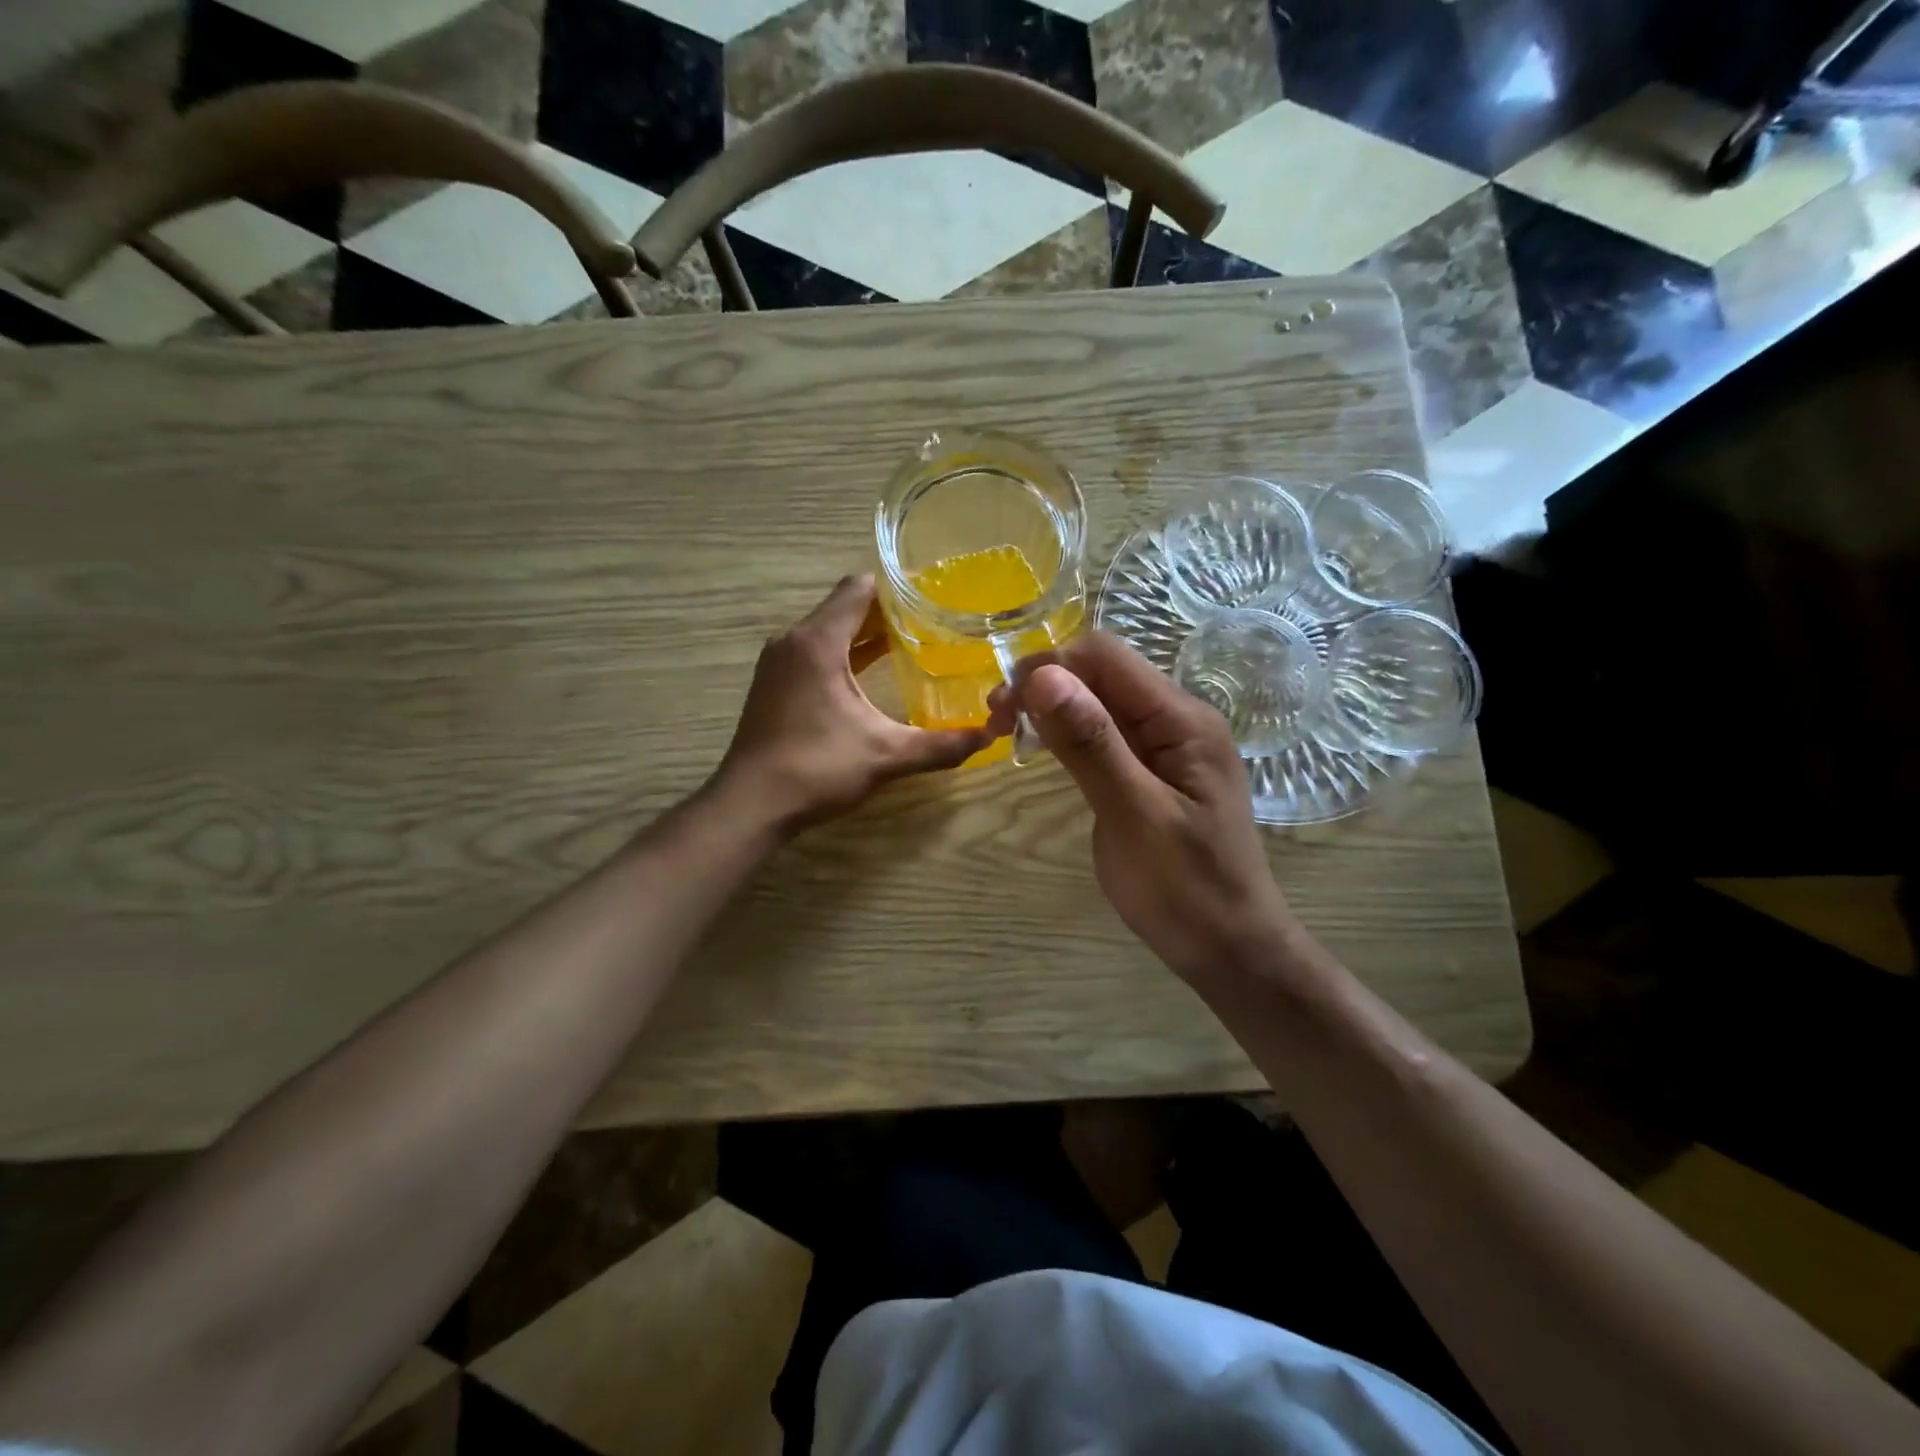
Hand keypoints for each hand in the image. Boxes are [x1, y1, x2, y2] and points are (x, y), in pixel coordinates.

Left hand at [714, 576, 1001, 833]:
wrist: (750, 805)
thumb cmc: (816, 769)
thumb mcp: (886, 756)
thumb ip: (940, 745)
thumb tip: (989, 737)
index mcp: (818, 642)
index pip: (859, 589)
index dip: (897, 589)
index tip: (934, 598)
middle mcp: (794, 641)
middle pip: (845, 607)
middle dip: (887, 612)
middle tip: (933, 623)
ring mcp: (779, 663)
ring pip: (828, 630)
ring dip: (864, 634)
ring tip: (911, 645)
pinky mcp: (774, 684)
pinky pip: (814, 652)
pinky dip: (844, 654)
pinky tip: (870, 676)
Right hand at [1001, 633, 1302, 986]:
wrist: (1231, 949)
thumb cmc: (1187, 890)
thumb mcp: (1134, 816)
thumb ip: (1092, 744)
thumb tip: (1043, 676)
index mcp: (1182, 720)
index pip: (1105, 656)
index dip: (1047, 667)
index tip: (1003, 707)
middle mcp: (1177, 719)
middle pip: (1101, 671)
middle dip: (1044, 684)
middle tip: (997, 724)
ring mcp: (1165, 745)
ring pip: (1099, 700)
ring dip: (1051, 707)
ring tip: (1009, 734)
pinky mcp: (1151, 770)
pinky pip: (1105, 732)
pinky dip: (1068, 733)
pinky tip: (1043, 750)